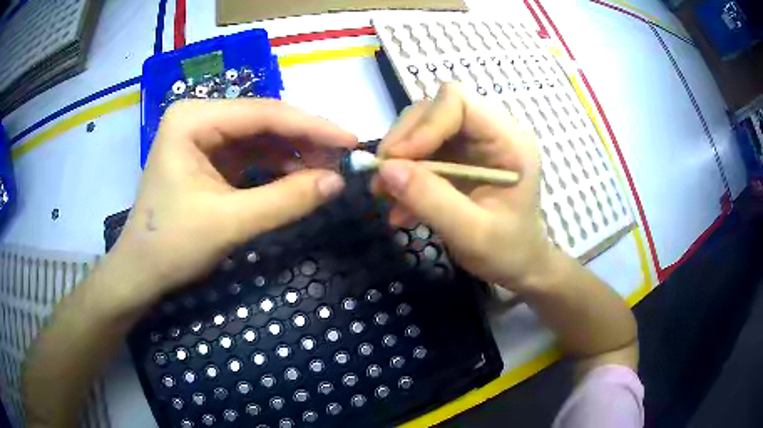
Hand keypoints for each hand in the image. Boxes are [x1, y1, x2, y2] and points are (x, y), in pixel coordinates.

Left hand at [109, 99, 356, 300]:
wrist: (140, 272)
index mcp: (193, 119)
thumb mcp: (229, 223)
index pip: (263, 113)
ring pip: (260, 138)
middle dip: (304, 141)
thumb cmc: (171, 245)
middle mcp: (198, 117)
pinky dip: (276, 167)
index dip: (312, 127)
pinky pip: (250, 155)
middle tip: (344, 159)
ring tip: (327, 171)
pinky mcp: (208, 158)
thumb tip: (338, 182)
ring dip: (294, 154)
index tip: (352, 141)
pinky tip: (299, 177)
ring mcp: (202, 137)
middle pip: (263, 121)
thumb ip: (285, 200)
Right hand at [375, 83, 550, 287]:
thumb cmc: (508, 251)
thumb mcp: (472, 234)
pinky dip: (403, 176)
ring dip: (398, 161)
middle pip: (433, 110)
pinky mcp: (457, 157)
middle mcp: (489, 131)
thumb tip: (385, 169)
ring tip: (386, 197)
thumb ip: (431, 200)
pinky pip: (420, 152)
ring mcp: (471, 143)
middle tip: (382, 180)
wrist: (518, 263)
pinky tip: (399, 207)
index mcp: (508, 140)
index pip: (458, 101)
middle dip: (403, 143)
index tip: (397, 162)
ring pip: (421, 128)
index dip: (423, 125)